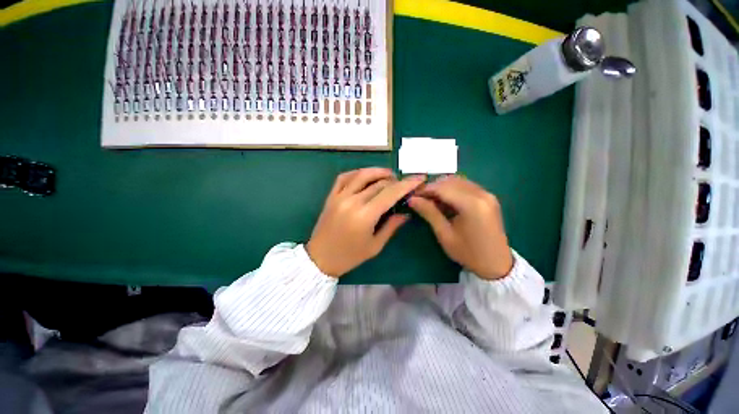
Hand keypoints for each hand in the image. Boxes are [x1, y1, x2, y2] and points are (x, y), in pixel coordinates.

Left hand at [306, 168, 425, 277]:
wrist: (320, 258)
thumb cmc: (350, 256)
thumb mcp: (375, 245)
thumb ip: (391, 226)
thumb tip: (406, 214)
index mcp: (365, 215)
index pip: (390, 193)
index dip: (407, 184)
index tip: (419, 178)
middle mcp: (352, 201)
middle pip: (379, 183)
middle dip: (396, 181)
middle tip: (405, 184)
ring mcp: (339, 196)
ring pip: (362, 174)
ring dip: (378, 172)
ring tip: (390, 176)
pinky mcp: (331, 196)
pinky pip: (344, 177)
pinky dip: (358, 173)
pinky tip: (366, 176)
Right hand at [409, 176, 512, 279]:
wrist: (496, 265)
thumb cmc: (468, 253)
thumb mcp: (445, 234)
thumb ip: (429, 213)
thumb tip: (412, 200)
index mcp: (472, 204)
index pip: (442, 188)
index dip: (425, 190)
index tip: (412, 196)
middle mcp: (482, 194)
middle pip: (451, 181)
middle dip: (433, 187)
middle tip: (420, 199)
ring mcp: (488, 194)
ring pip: (459, 181)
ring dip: (442, 187)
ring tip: (431, 201)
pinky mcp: (489, 198)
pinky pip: (467, 186)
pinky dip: (453, 190)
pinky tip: (446, 201)